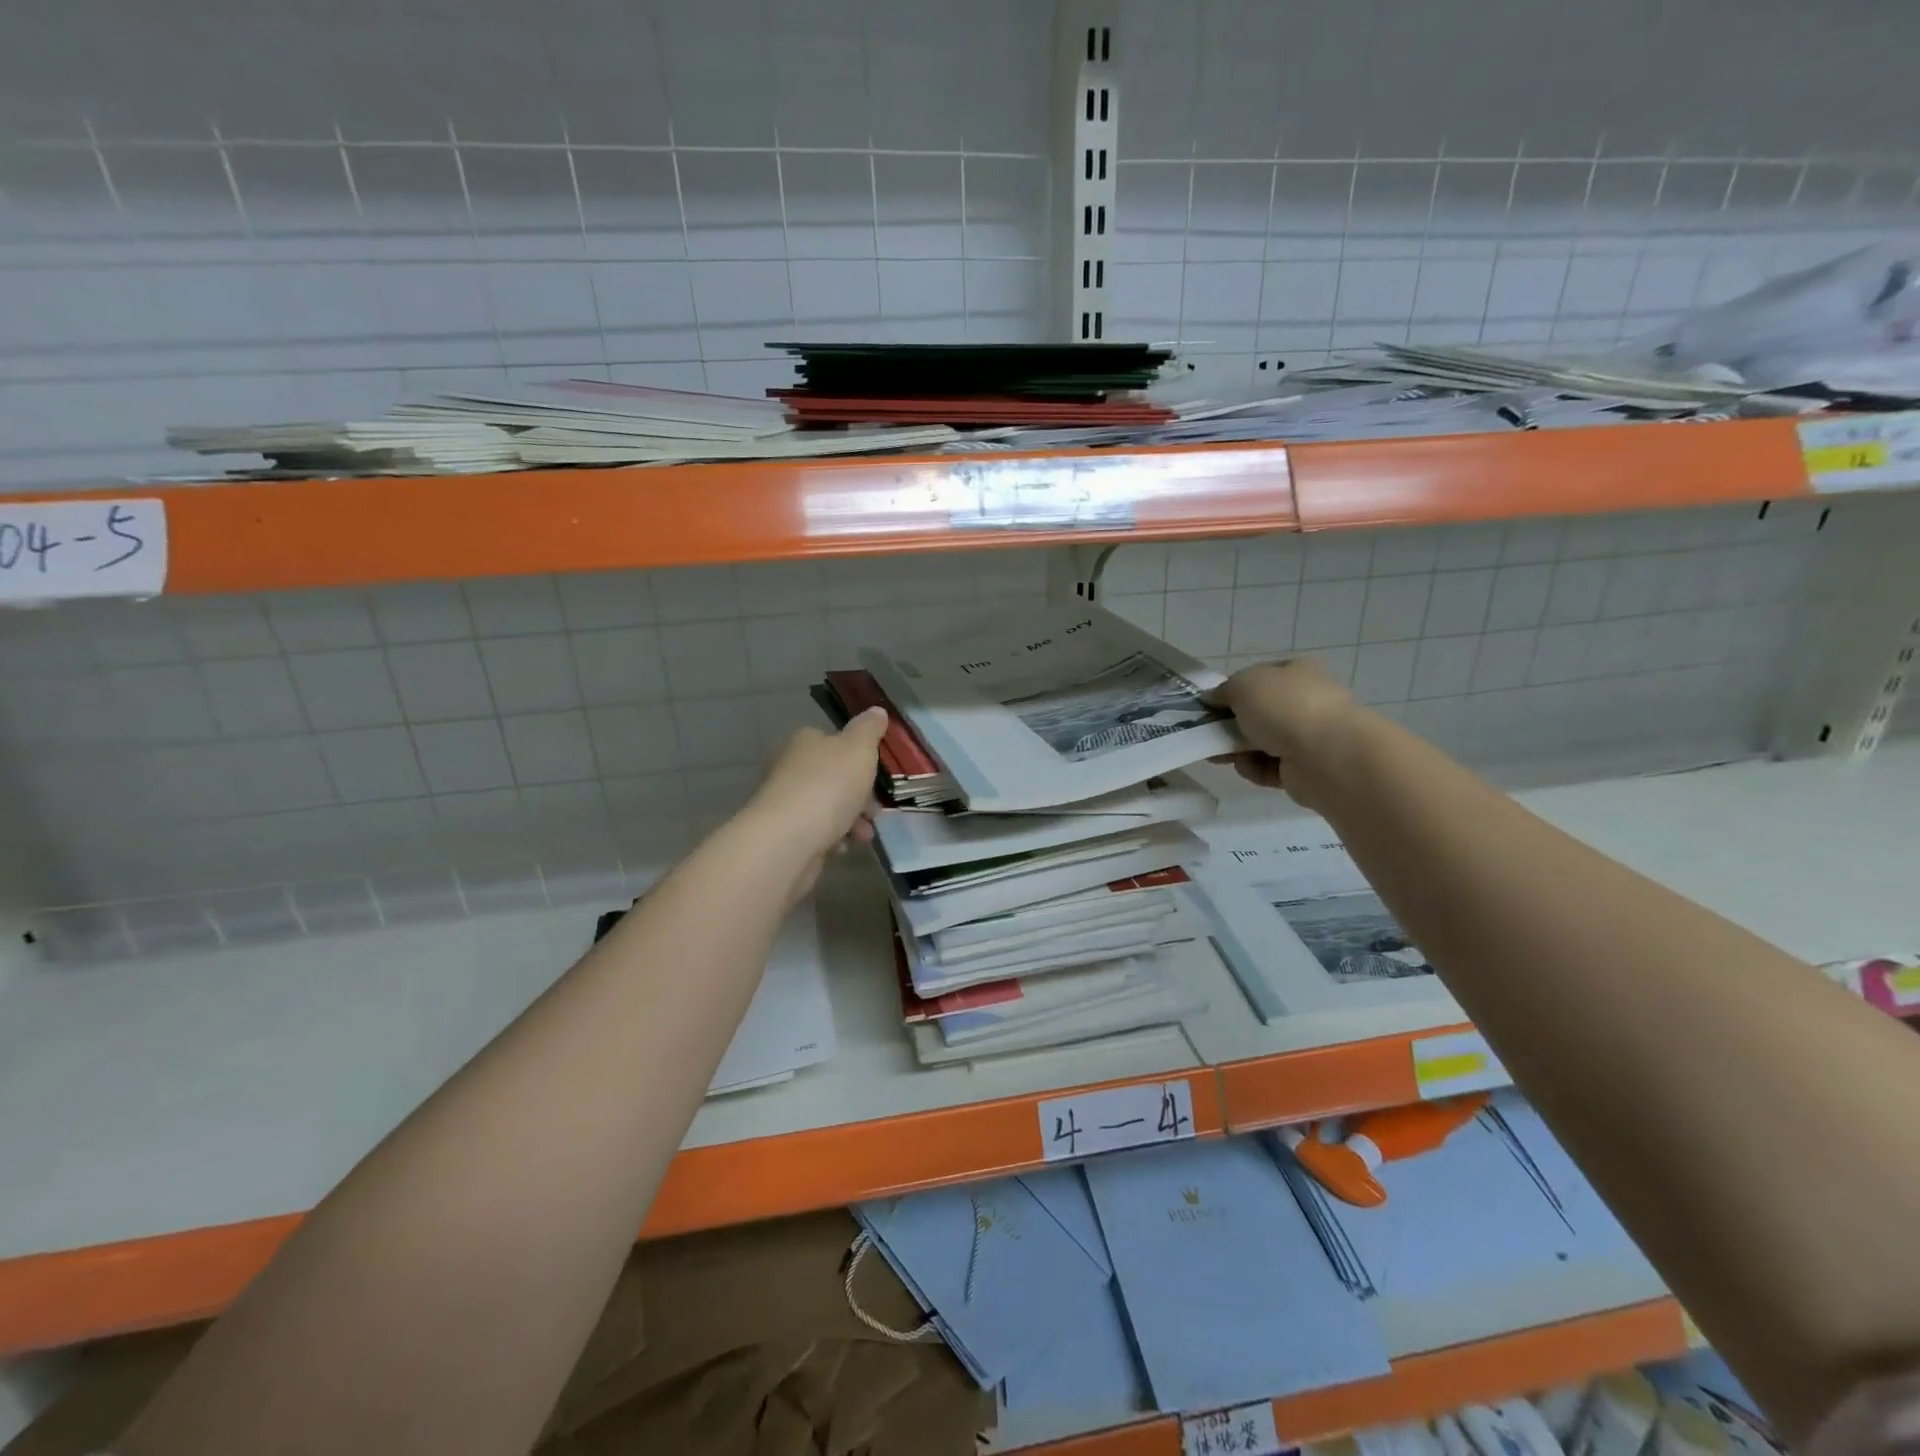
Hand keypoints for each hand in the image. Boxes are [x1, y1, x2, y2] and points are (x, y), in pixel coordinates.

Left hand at [741, 707, 887, 897]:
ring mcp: (786, 801)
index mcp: (806, 742)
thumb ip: (869, 730)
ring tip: (864, 834)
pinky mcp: (785, 832)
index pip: (833, 741)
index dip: (858, 757)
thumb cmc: (829, 785)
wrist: (789, 839)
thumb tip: (877, 710)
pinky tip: (843, 847)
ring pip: (828, 806)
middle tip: (875, 810)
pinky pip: (817, 831)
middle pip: (833, 777)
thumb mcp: (859, 749)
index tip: (877, 774)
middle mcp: (791, 767)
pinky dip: (833, 838)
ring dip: (851, 819)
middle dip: (859, 795)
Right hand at [1206, 659, 1356, 808]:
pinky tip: (1251, 767)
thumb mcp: (1243, 685)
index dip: (1234, 689)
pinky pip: (1269, 768)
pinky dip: (1255, 769)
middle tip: (1207, 734)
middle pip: (1258, 713)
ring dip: (1238, 749)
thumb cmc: (1284, 707)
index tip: (1211, 704)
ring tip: (1224, 755)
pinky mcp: (1304, 769)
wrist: (1326, 755)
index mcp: (1297, 672)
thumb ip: (1223, 690)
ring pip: (1260, 742)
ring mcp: (1308, 736)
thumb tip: (1212, 698)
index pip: (1261, 677)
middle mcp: (1305, 701)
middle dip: (1231, 724)